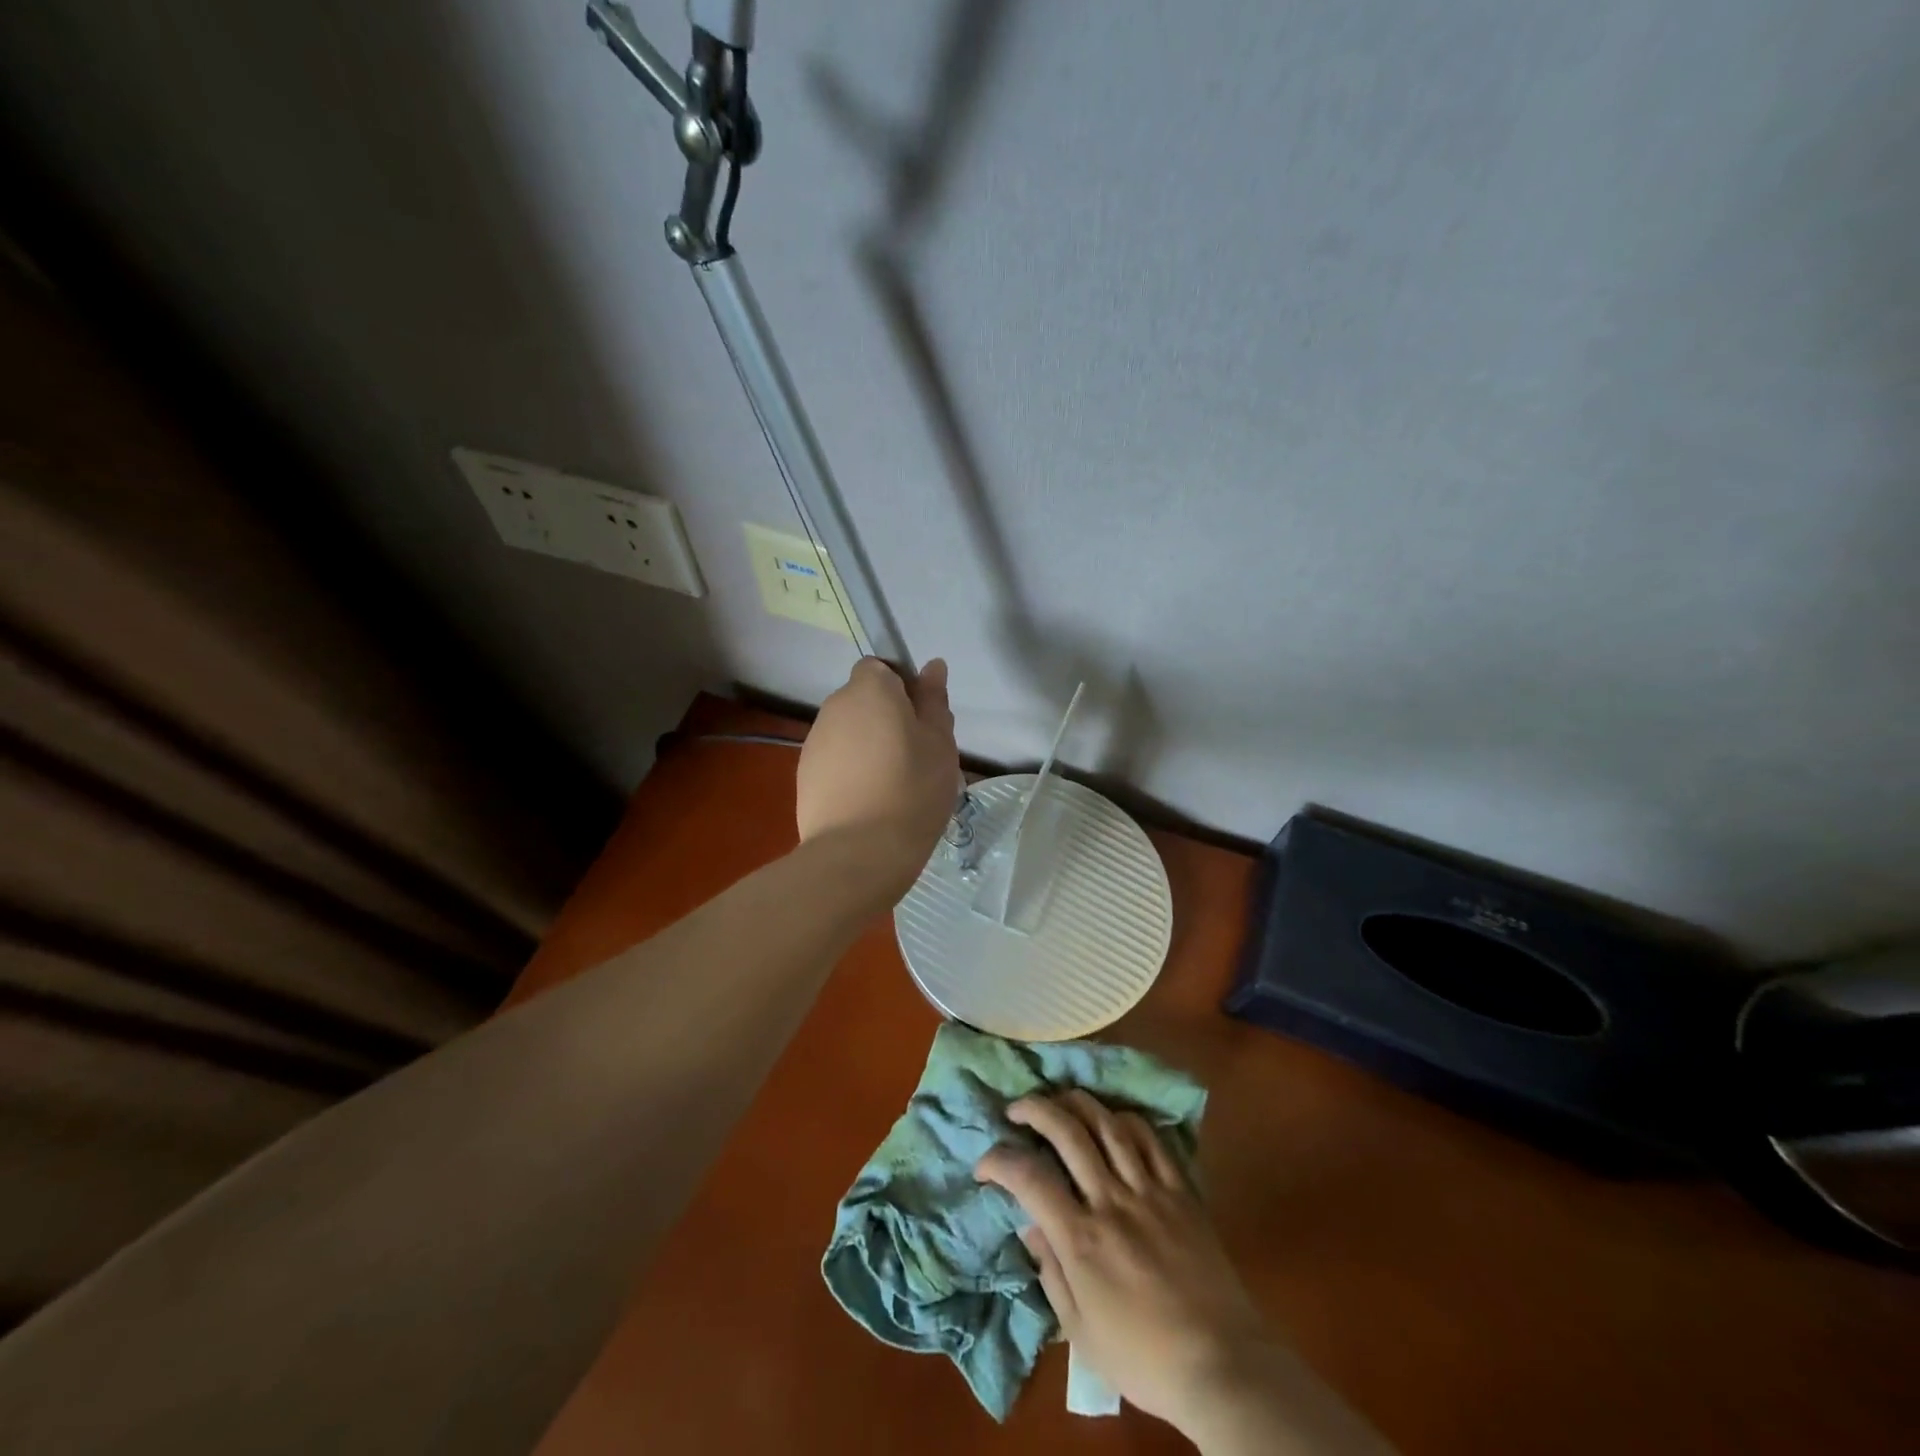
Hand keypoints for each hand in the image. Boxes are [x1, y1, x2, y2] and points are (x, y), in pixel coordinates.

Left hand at [797, 656, 958, 887]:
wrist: (859, 851)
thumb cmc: (912, 789)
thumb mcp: (940, 744)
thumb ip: (934, 701)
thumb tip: (932, 666)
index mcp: (870, 690)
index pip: (880, 668)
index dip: (900, 688)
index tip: (920, 720)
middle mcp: (834, 707)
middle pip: (863, 700)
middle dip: (885, 718)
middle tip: (914, 755)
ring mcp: (814, 742)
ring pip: (848, 732)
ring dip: (867, 746)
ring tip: (891, 784)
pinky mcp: (803, 775)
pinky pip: (834, 760)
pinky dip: (849, 771)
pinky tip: (868, 802)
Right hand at [975, 1091, 1272, 1435]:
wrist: (1222, 1365)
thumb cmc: (1144, 1358)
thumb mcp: (1081, 1333)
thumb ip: (1051, 1273)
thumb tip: (1031, 1224)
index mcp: (1082, 1240)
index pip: (1029, 1178)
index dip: (999, 1161)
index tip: (985, 1165)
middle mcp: (1111, 1201)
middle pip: (1067, 1132)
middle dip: (1035, 1109)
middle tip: (1017, 1109)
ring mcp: (1149, 1190)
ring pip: (1107, 1124)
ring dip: (1077, 1103)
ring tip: (1059, 1101)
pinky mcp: (1181, 1190)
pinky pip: (1150, 1138)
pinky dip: (1126, 1120)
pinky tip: (1112, 1120)